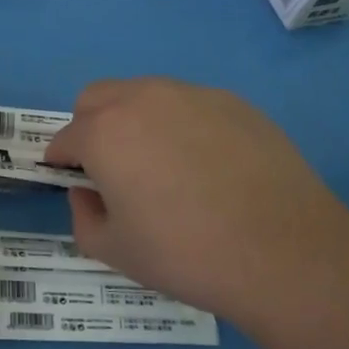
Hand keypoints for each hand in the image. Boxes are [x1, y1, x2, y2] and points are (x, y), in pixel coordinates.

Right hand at [43, 78, 348, 318]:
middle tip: (112, 170)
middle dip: (90, 127)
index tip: (74, 184)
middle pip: (96, 98)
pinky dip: (182, 125)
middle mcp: (141, 99)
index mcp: (103, 133)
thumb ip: (83, 217)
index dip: (61, 163)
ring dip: (135, 121)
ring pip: (143, 94)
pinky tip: (209, 166)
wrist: (287, 253)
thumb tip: (87, 193)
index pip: (64, 139)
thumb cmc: (187, 254)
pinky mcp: (233, 102)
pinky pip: (189, 105)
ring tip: (164, 167)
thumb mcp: (115, 251)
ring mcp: (191, 95)